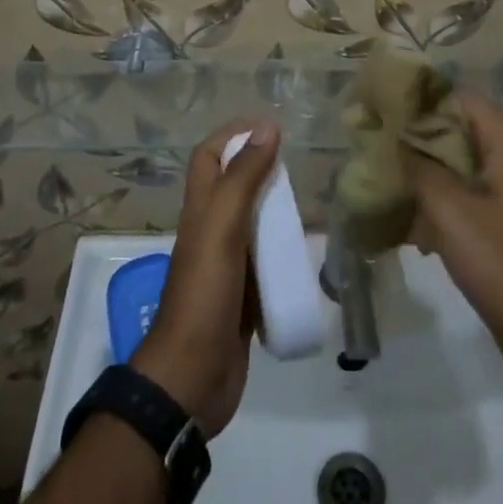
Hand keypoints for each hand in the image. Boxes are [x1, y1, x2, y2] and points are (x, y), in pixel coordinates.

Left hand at [132, 121, 279, 437]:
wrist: (193, 378)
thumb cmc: (204, 293)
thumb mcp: (222, 226)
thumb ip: (244, 177)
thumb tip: (267, 127)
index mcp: (200, 211)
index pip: (209, 157)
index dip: (232, 135)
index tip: (269, 126)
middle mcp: (211, 232)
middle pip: (233, 188)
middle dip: (260, 170)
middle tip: (298, 166)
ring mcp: (227, 267)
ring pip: (252, 225)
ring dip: (275, 211)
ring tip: (309, 203)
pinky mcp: (245, 298)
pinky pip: (267, 264)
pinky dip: (283, 253)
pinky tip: (308, 253)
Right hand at [401, 94, 502, 379]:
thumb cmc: (501, 262)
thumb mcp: (449, 211)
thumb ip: (417, 167)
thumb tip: (392, 138)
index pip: (462, 99)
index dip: (422, 103)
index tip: (385, 113)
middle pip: (463, 130)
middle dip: (421, 139)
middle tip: (381, 148)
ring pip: (467, 163)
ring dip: (431, 171)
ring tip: (391, 181)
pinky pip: (476, 191)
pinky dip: (448, 197)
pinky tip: (416, 218)